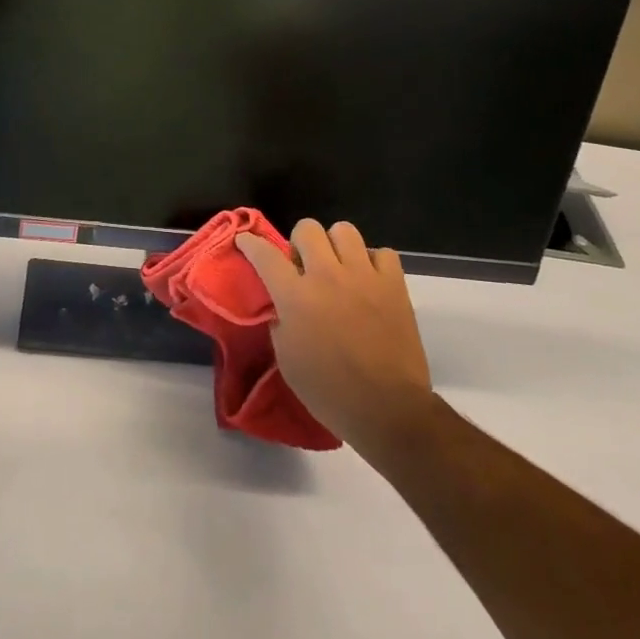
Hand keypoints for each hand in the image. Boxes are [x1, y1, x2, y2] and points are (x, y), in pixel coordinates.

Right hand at [237, 220, 436, 458]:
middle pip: (307, 228)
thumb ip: (280, 321)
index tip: (245, 240)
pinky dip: (373, 262)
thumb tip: (283, 304)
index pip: (265, 254)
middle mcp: (327, 276)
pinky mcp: (394, 285)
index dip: (250, 243)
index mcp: (296, 297)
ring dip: (336, 246)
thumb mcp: (287, 359)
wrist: (387, 410)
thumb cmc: (329, 392)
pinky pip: (382, 252)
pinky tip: (369, 281)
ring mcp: (364, 276)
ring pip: (344, 230)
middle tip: (304, 266)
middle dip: (300, 242)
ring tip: (339, 268)